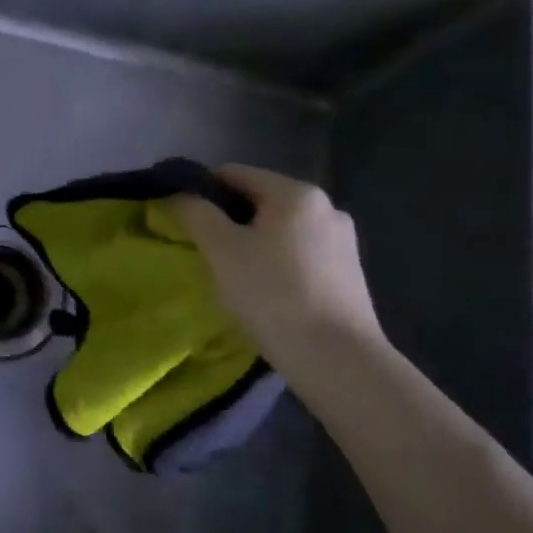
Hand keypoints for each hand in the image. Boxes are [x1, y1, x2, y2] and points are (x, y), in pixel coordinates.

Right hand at [173, 164, 384, 365]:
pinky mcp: (350, 272)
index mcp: (296, 193)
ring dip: (254, 243)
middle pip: (259, 200)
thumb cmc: (273, 294)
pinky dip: (278, 262)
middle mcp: (326, 206)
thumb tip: (181, 194)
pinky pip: (300, 252)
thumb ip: (196, 213)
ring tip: (237, 277)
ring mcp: (343, 240)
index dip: (202, 191)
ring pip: (280, 228)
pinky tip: (268, 292)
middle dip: (230, 220)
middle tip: (209, 254)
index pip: (234, 173)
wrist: (337, 359)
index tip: (185, 221)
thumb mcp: (221, 250)